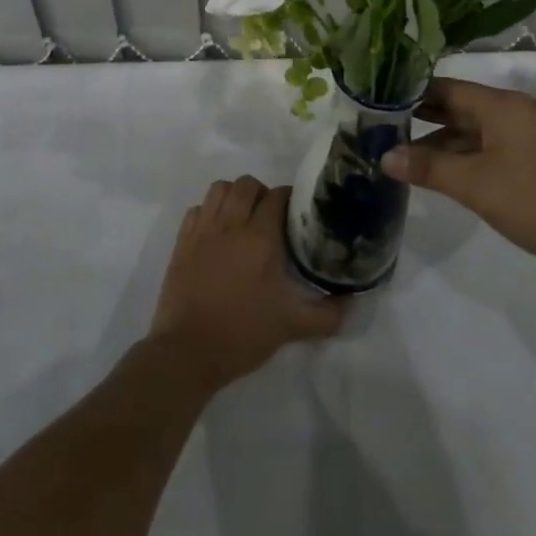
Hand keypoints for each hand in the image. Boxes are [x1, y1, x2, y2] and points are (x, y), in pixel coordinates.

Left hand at [146, 177, 346, 392]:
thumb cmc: (242, 333)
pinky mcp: (182, 240)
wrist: (187, 351)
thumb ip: (327, 314)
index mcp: (260, 236)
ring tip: (242, 217)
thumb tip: (352, 303)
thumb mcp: (291, 326)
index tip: (296, 216)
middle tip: (270, 218)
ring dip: (234, 195)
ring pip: (220, 189)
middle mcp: (231, 223)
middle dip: (262, 193)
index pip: (278, 196)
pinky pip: (197, 208)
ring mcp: (203, 228)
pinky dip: (209, 211)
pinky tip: (216, 231)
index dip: (290, 200)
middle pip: (247, 184)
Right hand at [382, 77, 535, 276]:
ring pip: (474, 128)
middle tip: (382, 130)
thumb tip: (385, 156)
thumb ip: (429, 167)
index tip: (377, 106)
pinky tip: (442, 171)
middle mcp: (514, 110)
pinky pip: (490, 144)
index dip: (410, 95)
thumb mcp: (477, 186)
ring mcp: (528, 133)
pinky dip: (465, 154)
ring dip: (442, 141)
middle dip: (422, 118)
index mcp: (501, 105)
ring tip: (403, 155)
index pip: (445, 88)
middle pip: (459, 106)